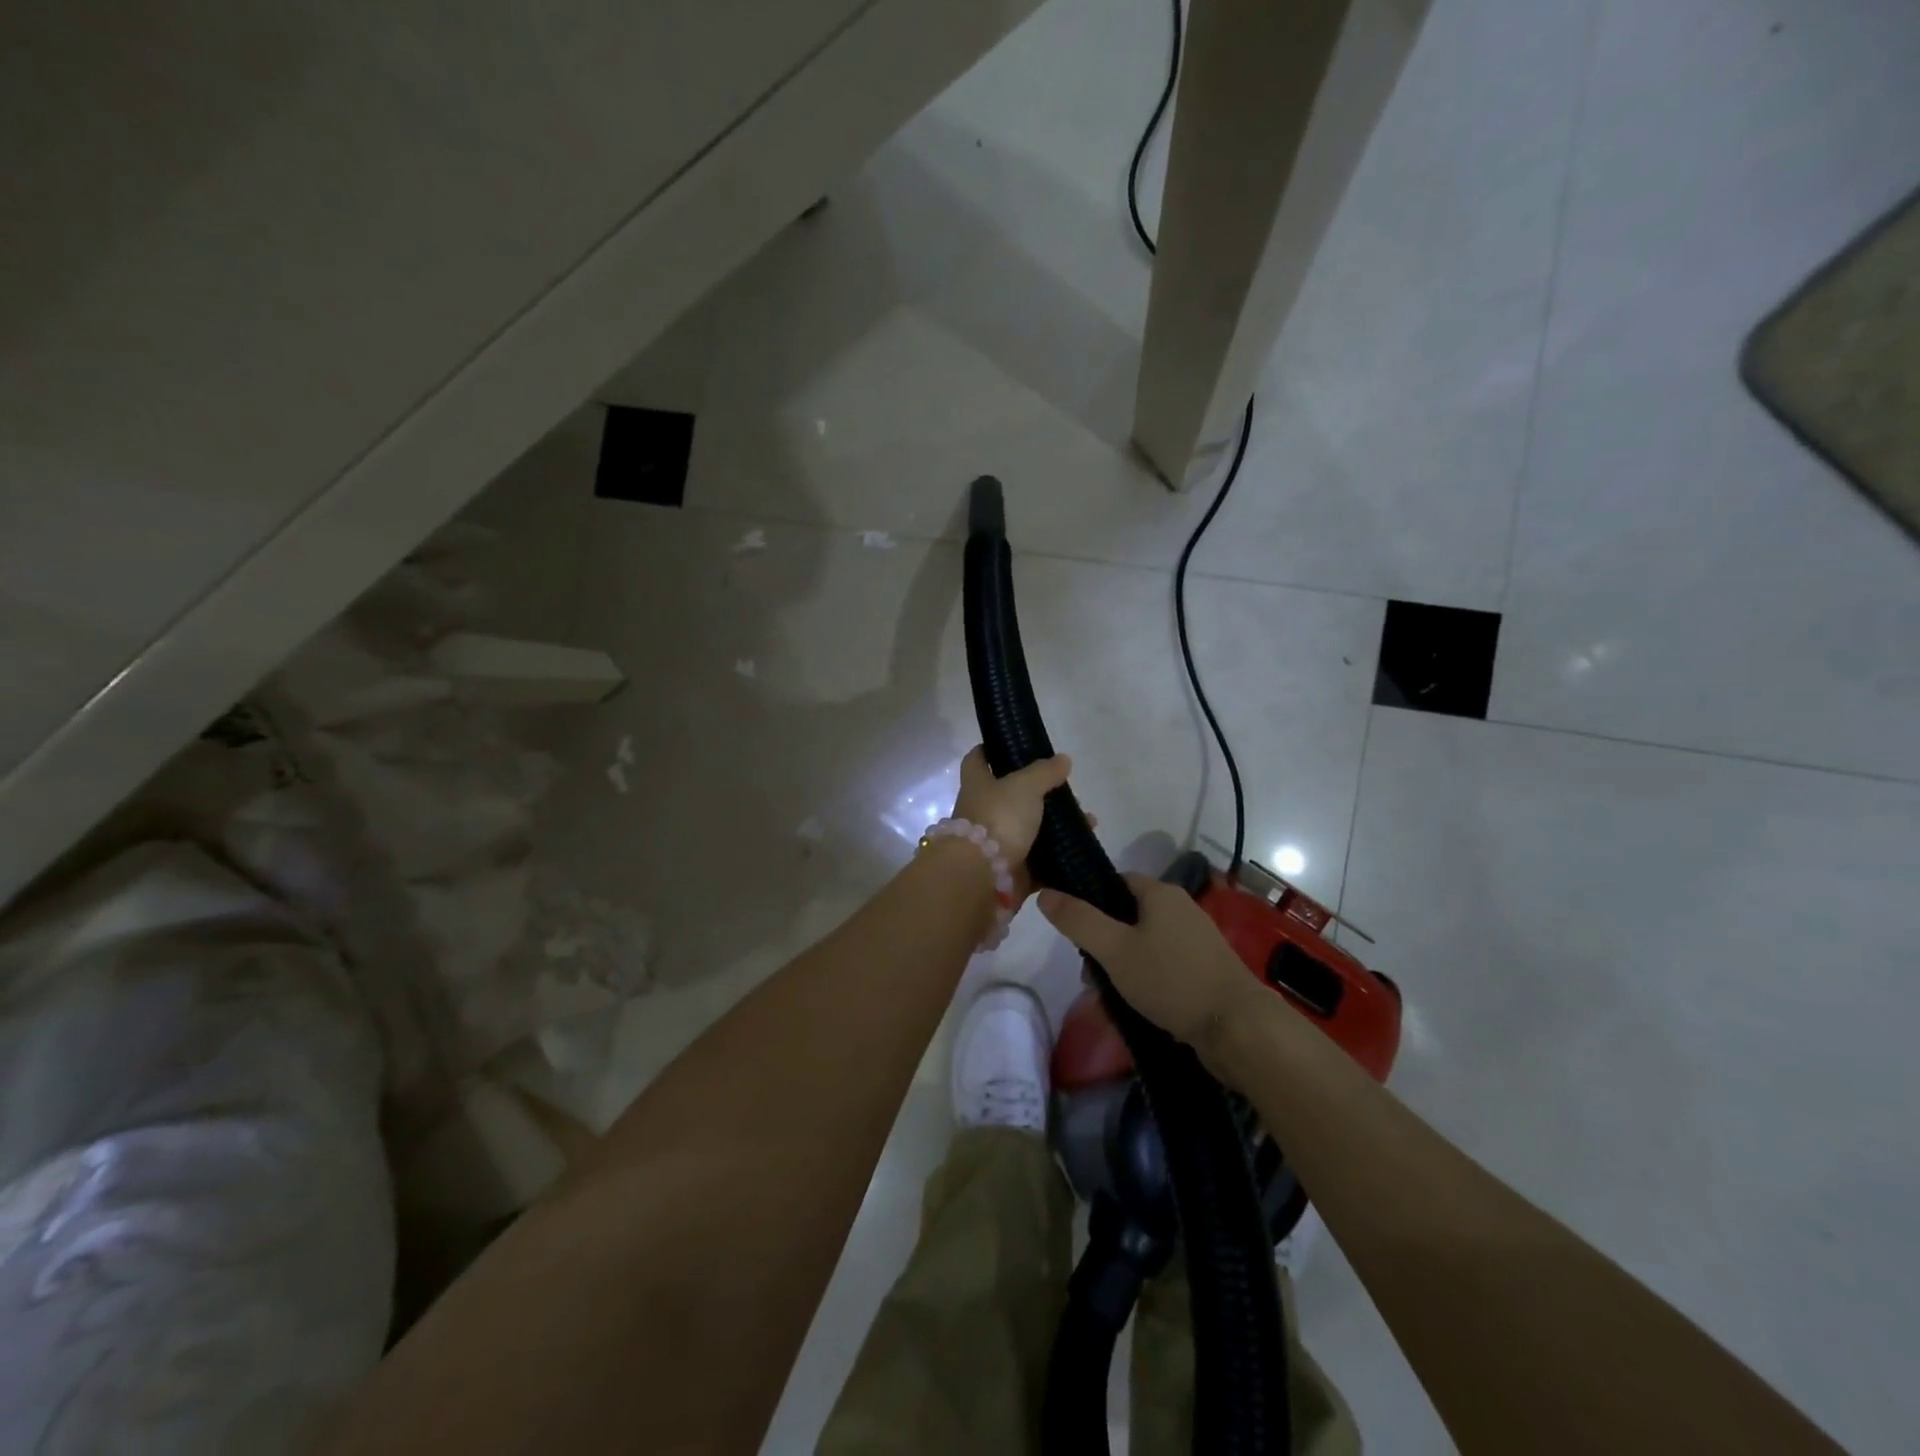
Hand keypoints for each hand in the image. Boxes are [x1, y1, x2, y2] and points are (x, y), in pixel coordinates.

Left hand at [949, 746, 1071, 900]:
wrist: (982, 877)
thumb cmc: (998, 819)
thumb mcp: (1025, 785)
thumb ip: (1044, 772)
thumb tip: (1063, 759)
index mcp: (978, 786)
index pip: (977, 760)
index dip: (989, 750)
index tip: (1011, 746)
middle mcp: (983, 813)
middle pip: (1010, 797)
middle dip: (1039, 793)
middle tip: (1068, 791)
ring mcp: (996, 844)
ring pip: (1030, 829)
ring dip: (1056, 826)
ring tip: (1086, 820)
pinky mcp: (1012, 872)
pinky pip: (1040, 861)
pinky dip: (1060, 856)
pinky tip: (1082, 847)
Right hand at [1038, 873, 1257, 1051]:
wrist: (1238, 1028)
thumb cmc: (1171, 979)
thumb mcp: (1114, 949)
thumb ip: (1078, 921)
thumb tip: (1045, 892)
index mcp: (1160, 893)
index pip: (1115, 882)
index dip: (1090, 902)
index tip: (1074, 932)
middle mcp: (1181, 908)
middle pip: (1127, 916)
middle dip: (1103, 944)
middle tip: (1088, 975)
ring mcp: (1196, 940)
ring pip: (1144, 945)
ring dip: (1121, 968)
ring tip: (1107, 999)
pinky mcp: (1206, 969)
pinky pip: (1163, 967)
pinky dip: (1145, 982)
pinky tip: (1135, 1008)